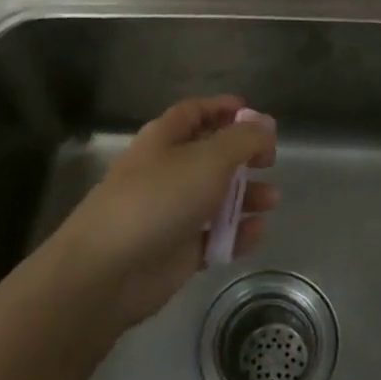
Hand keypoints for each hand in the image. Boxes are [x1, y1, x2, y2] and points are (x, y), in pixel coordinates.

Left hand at [51, 96, 277, 329]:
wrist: (108, 271)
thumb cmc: (159, 198)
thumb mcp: (209, 158)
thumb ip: (243, 139)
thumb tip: (266, 123)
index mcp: (164, 139)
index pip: (194, 113)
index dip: (223, 109)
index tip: (255, 115)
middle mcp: (167, 171)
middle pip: (210, 155)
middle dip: (242, 156)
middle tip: (269, 161)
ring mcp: (171, 212)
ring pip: (216, 197)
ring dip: (246, 196)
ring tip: (272, 200)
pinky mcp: (177, 251)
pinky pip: (214, 236)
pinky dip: (236, 233)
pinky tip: (257, 232)